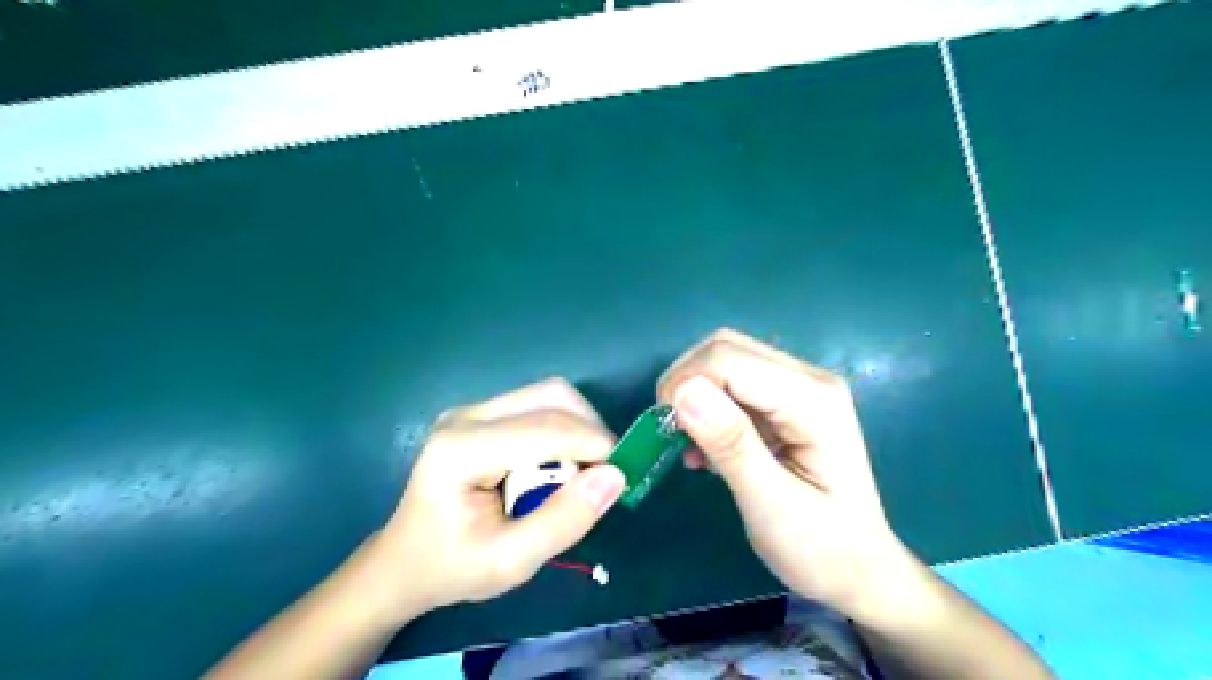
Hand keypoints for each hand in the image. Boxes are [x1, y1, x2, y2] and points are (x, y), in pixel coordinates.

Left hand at [377, 381, 623, 619]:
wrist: (403, 563)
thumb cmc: (452, 568)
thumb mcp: (511, 562)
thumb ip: (564, 520)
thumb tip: (615, 476)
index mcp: (462, 449)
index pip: (545, 428)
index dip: (594, 444)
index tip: (623, 474)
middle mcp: (466, 416)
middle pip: (550, 396)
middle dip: (589, 430)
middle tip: (604, 472)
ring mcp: (472, 410)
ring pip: (548, 395)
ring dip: (578, 427)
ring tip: (582, 471)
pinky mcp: (481, 415)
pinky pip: (537, 406)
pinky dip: (563, 430)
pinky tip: (558, 464)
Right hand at [660, 331, 913, 621]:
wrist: (859, 570)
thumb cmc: (821, 548)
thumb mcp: (772, 504)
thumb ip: (731, 444)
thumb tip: (684, 391)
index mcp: (813, 399)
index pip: (729, 359)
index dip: (685, 384)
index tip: (663, 432)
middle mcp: (808, 379)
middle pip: (725, 349)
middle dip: (685, 384)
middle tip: (668, 435)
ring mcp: (798, 388)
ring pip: (725, 363)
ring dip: (693, 396)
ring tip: (687, 447)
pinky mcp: (785, 403)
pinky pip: (732, 385)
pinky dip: (706, 409)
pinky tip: (704, 450)